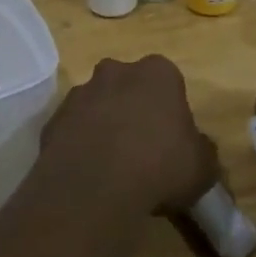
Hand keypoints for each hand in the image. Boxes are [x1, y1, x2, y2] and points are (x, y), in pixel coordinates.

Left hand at [38, 56, 218, 216]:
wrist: (96, 185)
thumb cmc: (160, 165)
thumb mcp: (203, 167)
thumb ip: (202, 151)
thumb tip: (197, 149)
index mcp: (157, 73)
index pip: (168, 81)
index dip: (170, 110)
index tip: (172, 139)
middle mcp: (115, 72)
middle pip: (128, 86)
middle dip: (132, 109)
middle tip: (141, 148)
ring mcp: (79, 94)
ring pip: (96, 105)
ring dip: (103, 126)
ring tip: (112, 167)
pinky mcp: (53, 119)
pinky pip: (72, 130)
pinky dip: (79, 145)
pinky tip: (88, 175)